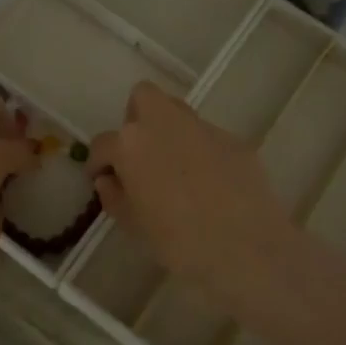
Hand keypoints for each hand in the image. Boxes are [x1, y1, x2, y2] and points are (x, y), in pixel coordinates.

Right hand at [89, 81, 295, 290]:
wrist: (246, 247)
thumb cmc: (179, 241)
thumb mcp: (134, 226)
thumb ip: (114, 197)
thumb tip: (109, 181)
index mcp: (132, 144)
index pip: (103, 143)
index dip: (99, 162)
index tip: (102, 178)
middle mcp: (165, 124)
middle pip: (143, 98)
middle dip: (135, 119)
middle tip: (139, 154)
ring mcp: (203, 128)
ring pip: (178, 112)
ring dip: (168, 130)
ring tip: (173, 166)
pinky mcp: (233, 140)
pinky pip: (207, 137)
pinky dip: (201, 151)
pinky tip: (209, 182)